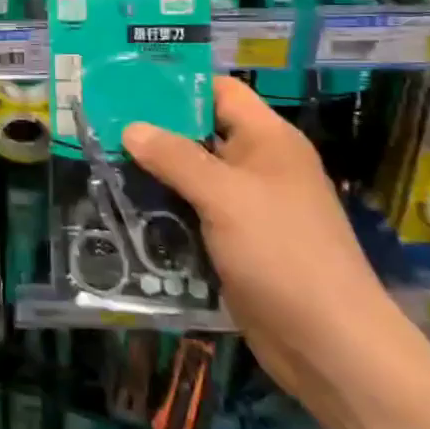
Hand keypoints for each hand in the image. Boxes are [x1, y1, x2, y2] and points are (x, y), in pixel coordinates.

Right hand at [123, 76, 416, 409]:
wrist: (329, 344)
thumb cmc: (282, 253)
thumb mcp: (224, 196)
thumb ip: (174, 158)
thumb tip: (130, 128)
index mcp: (268, 140)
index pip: (219, 92)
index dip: (177, 84)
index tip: (126, 84)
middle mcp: (257, 166)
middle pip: (199, 133)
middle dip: (153, 131)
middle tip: (101, 125)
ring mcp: (247, 207)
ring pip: (191, 177)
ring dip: (152, 174)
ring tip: (100, 163)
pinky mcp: (234, 242)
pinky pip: (191, 213)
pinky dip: (163, 210)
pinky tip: (124, 209)